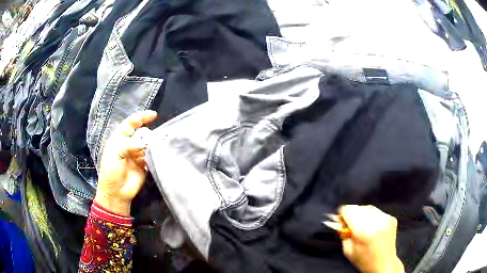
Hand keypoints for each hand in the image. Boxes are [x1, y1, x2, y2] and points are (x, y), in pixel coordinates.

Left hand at [94, 110, 156, 215]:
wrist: (116, 192)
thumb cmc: (110, 171)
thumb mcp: (114, 154)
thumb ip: (128, 145)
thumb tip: (145, 142)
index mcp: (119, 138)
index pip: (131, 123)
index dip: (141, 117)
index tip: (154, 115)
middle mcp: (129, 144)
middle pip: (142, 133)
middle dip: (146, 135)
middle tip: (147, 144)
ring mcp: (137, 154)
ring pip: (148, 144)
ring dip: (150, 146)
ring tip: (149, 153)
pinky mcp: (144, 164)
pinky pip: (151, 156)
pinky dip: (152, 156)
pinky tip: (150, 161)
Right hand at [340, 205, 403, 272]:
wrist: (384, 264)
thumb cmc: (366, 261)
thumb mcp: (348, 250)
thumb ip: (343, 234)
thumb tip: (339, 221)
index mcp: (362, 232)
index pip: (349, 210)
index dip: (342, 214)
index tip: (340, 218)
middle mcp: (375, 223)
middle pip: (358, 208)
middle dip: (352, 215)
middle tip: (350, 225)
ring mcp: (384, 220)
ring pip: (367, 208)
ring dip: (362, 215)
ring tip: (362, 228)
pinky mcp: (390, 219)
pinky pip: (377, 212)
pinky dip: (372, 217)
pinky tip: (371, 228)